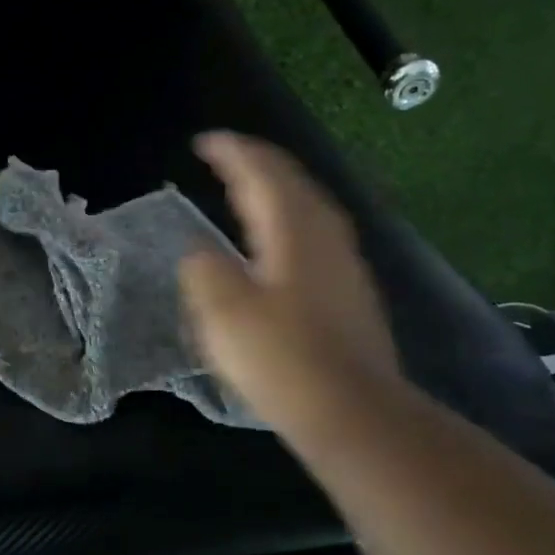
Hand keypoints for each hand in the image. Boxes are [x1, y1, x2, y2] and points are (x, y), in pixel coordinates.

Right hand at [179, 132, 399, 446]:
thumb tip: (201, 253)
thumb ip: (204, 271)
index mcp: (293, 229)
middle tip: (224, 157)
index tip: (203, 142)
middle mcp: (325, 234)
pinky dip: (288, 219)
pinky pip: (315, 233)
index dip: (231, 151)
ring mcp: (344, 262)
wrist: (353, 412)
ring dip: (276, 189)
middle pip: (292, 180)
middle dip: (256, 162)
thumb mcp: (223, 314)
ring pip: (308, 206)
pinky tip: (278, 242)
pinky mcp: (350, 290)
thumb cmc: (282, 359)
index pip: (262, 171)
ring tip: (247, 190)